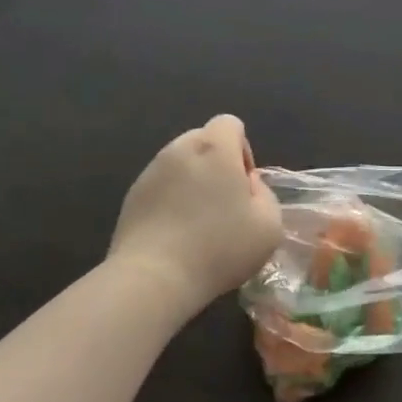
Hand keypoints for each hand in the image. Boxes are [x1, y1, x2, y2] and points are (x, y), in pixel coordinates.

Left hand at [109, 116, 282, 316]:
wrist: (154, 278)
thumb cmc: (220, 247)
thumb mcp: (269, 224)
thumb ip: (265, 193)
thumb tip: (247, 185)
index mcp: (215, 148)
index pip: (230, 123)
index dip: (242, 150)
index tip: (243, 186)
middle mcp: (179, 150)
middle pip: (203, 140)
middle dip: (217, 163)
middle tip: (224, 204)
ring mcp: (151, 172)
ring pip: (180, 163)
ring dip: (192, 182)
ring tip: (198, 222)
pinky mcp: (131, 196)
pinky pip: (160, 186)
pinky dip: (171, 200)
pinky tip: (176, 234)